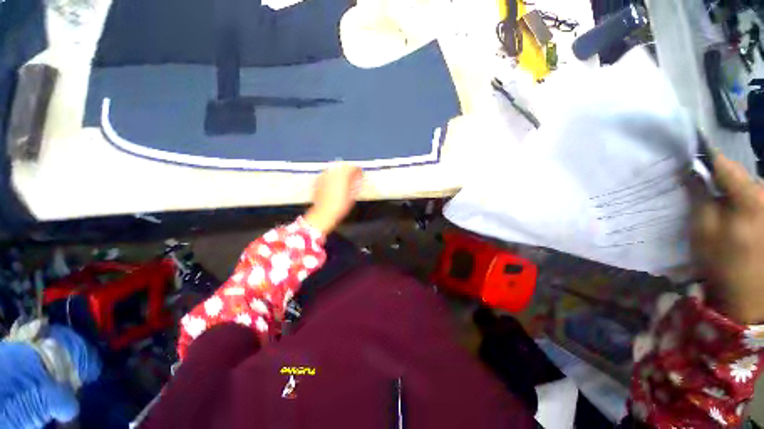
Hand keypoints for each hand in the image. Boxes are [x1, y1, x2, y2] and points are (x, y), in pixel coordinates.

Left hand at [304, 163, 362, 234]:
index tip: (360, 173)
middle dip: (348, 169)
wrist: (323, 214)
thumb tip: (358, 178)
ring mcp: (324, 176)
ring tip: (344, 180)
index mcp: (342, 176)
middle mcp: (332, 173)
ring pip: (334, 169)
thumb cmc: (339, 207)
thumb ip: (355, 184)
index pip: (352, 167)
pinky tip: (334, 183)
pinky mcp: (318, 180)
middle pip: (342, 166)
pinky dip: (332, 176)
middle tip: (353, 176)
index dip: (357, 169)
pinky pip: (327, 174)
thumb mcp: (352, 196)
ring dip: (340, 172)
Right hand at [692, 154, 763, 324]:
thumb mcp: (703, 229)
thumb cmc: (722, 261)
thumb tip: (693, 172)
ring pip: (748, 186)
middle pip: (739, 175)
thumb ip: (699, 197)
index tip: (690, 155)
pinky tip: (732, 212)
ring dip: (731, 190)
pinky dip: (741, 200)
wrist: (749, 294)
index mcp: (750, 197)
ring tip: (718, 202)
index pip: (725, 164)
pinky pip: (755, 198)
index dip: (706, 158)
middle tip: (701, 185)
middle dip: (720, 178)